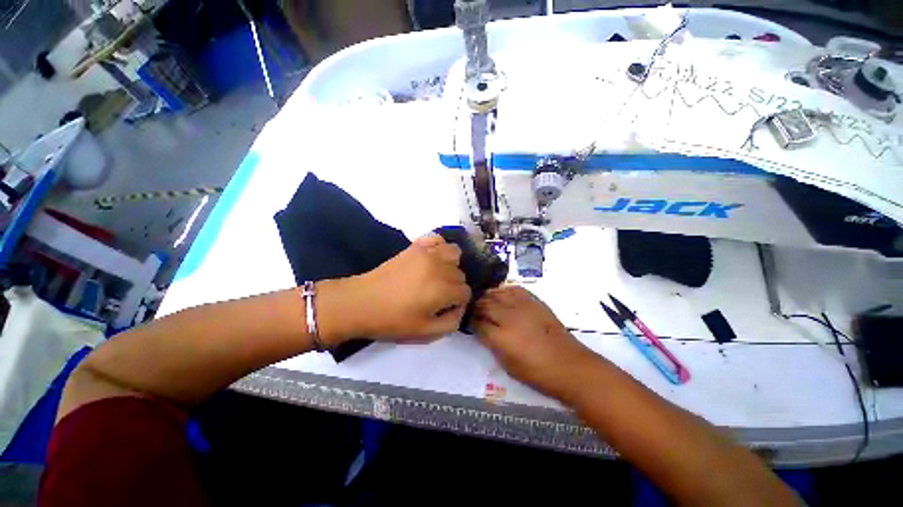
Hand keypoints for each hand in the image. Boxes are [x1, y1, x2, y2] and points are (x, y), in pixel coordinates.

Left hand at [318, 235, 471, 344]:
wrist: (361, 302)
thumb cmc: (392, 321)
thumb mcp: (425, 333)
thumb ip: (451, 323)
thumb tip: (460, 308)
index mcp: (442, 289)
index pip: (465, 292)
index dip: (458, 303)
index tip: (445, 308)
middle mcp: (439, 267)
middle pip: (461, 274)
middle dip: (453, 287)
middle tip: (437, 296)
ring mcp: (427, 253)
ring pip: (455, 253)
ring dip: (451, 265)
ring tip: (439, 275)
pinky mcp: (415, 246)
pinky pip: (437, 238)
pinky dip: (439, 247)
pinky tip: (432, 258)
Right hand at [473, 286, 597, 398]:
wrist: (569, 365)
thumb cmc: (537, 372)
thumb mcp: (508, 365)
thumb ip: (492, 345)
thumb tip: (483, 331)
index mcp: (501, 337)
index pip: (478, 324)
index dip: (471, 321)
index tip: (468, 320)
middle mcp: (509, 317)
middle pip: (485, 305)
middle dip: (477, 307)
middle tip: (473, 308)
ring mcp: (522, 306)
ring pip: (498, 294)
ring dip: (488, 296)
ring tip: (484, 299)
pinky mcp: (534, 301)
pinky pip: (515, 289)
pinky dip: (505, 290)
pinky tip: (502, 294)